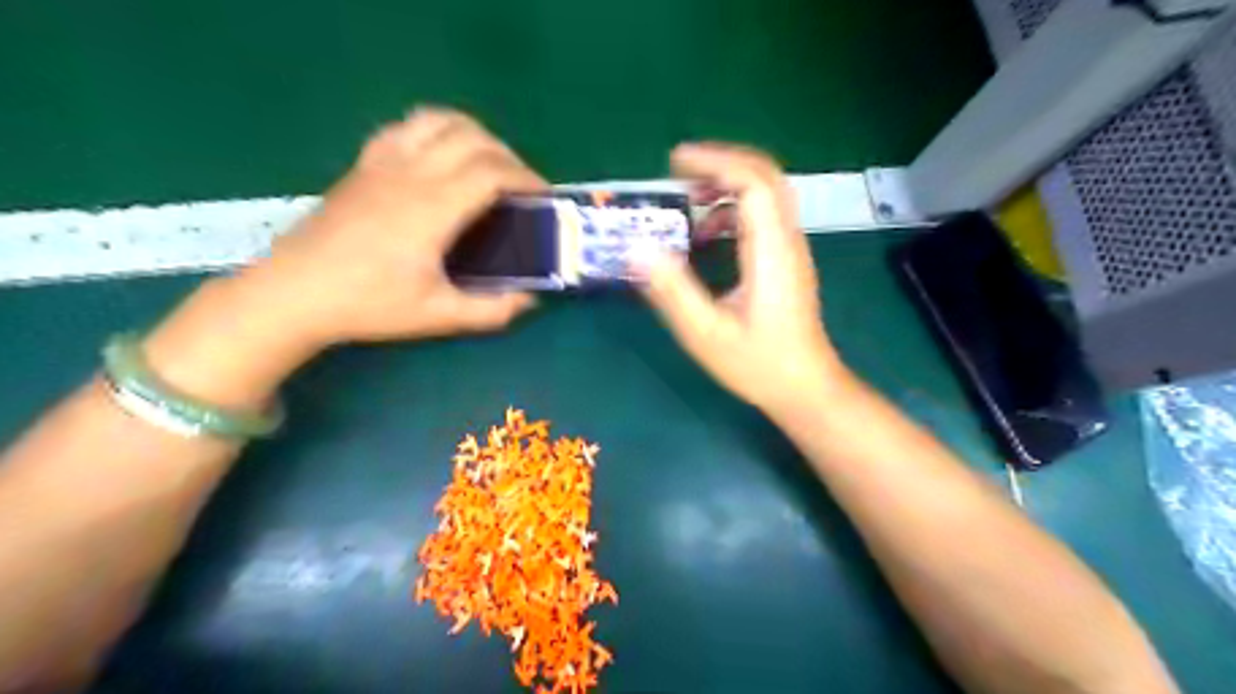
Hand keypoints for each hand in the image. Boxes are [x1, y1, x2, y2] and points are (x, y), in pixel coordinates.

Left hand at [141, 109, 542, 410]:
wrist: (295, 292)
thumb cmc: (368, 305)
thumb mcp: (438, 316)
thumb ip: (492, 310)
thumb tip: (530, 299)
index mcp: (433, 208)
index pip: (492, 171)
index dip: (527, 179)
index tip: (544, 198)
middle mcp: (412, 174)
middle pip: (473, 139)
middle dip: (509, 156)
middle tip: (521, 188)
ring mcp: (383, 163)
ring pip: (439, 120)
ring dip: (475, 134)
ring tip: (488, 164)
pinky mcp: (364, 164)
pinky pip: (407, 126)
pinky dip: (437, 129)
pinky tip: (441, 155)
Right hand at [637, 143, 851, 420]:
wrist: (805, 387)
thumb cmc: (758, 364)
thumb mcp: (706, 333)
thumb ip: (672, 290)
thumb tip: (635, 249)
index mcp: (770, 251)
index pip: (752, 182)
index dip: (714, 162)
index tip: (673, 163)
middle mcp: (787, 240)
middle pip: (764, 176)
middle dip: (720, 163)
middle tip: (677, 171)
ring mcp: (791, 250)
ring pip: (766, 194)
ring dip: (727, 186)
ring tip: (687, 201)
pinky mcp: (787, 262)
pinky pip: (764, 216)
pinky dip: (733, 210)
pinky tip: (707, 235)